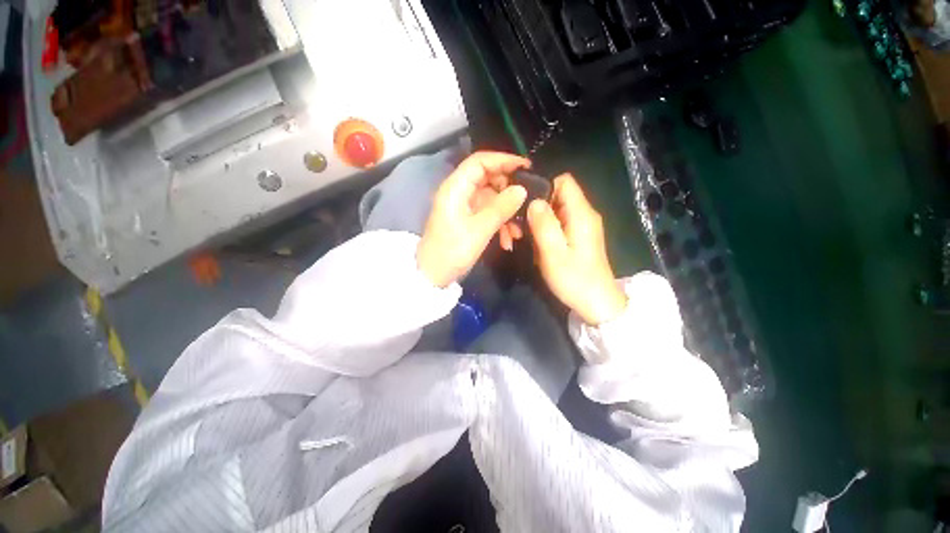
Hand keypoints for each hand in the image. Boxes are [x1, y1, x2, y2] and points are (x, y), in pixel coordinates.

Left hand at [417, 152, 529, 286]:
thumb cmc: (452, 251)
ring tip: (517, 233)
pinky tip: (507, 240)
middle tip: (525, 204)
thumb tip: (522, 189)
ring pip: (491, 200)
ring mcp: (464, 206)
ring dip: (506, 213)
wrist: (433, 275)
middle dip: (508, 192)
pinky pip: (488, 214)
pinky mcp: (467, 219)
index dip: (503, 160)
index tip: (526, 167)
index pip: (480, 162)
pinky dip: (499, 224)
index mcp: (456, 188)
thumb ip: (501, 207)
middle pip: (488, 180)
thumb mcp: (479, 230)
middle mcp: (459, 192)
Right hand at [528, 174, 627, 325]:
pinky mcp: (578, 237)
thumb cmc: (575, 279)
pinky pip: (558, 224)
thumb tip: (533, 201)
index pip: (564, 181)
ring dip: (539, 221)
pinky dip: (546, 231)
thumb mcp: (554, 253)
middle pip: (558, 196)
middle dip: (536, 207)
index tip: (524, 202)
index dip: (542, 186)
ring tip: (525, 238)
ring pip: (556, 211)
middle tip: (519, 225)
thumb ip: (544, 224)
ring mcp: (582, 226)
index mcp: (581, 214)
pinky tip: (538, 246)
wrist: (597, 304)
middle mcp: (584, 215)